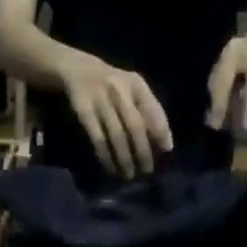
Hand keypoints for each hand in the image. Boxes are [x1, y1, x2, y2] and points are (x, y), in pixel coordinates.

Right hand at [63, 58, 173, 177]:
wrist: (79, 70)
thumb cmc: (115, 87)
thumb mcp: (133, 89)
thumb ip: (148, 111)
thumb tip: (165, 145)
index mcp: (137, 85)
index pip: (153, 110)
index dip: (161, 132)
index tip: (166, 151)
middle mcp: (120, 91)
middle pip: (135, 126)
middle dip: (143, 151)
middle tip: (147, 171)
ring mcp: (101, 101)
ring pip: (117, 135)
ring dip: (124, 158)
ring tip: (129, 175)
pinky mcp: (85, 112)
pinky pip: (98, 139)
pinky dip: (106, 156)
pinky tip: (111, 169)